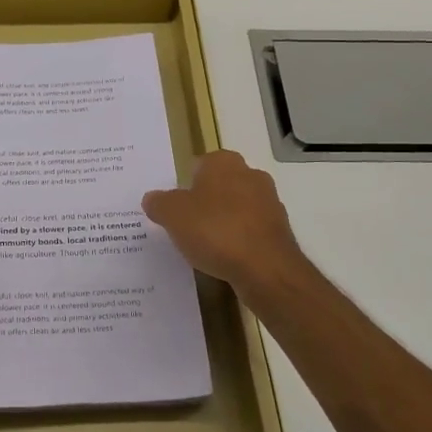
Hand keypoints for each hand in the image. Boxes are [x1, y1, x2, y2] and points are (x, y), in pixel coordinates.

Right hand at [143, 149, 308, 300]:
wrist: (265, 268)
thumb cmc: (215, 230)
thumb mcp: (172, 215)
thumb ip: (159, 203)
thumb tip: (152, 198)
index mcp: (223, 162)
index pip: (198, 165)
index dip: (183, 185)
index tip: (173, 207)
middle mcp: (250, 174)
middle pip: (218, 186)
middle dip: (204, 202)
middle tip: (184, 225)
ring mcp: (269, 202)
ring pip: (236, 208)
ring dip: (222, 222)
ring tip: (203, 246)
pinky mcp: (279, 230)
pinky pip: (249, 231)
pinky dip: (238, 240)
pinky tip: (225, 258)